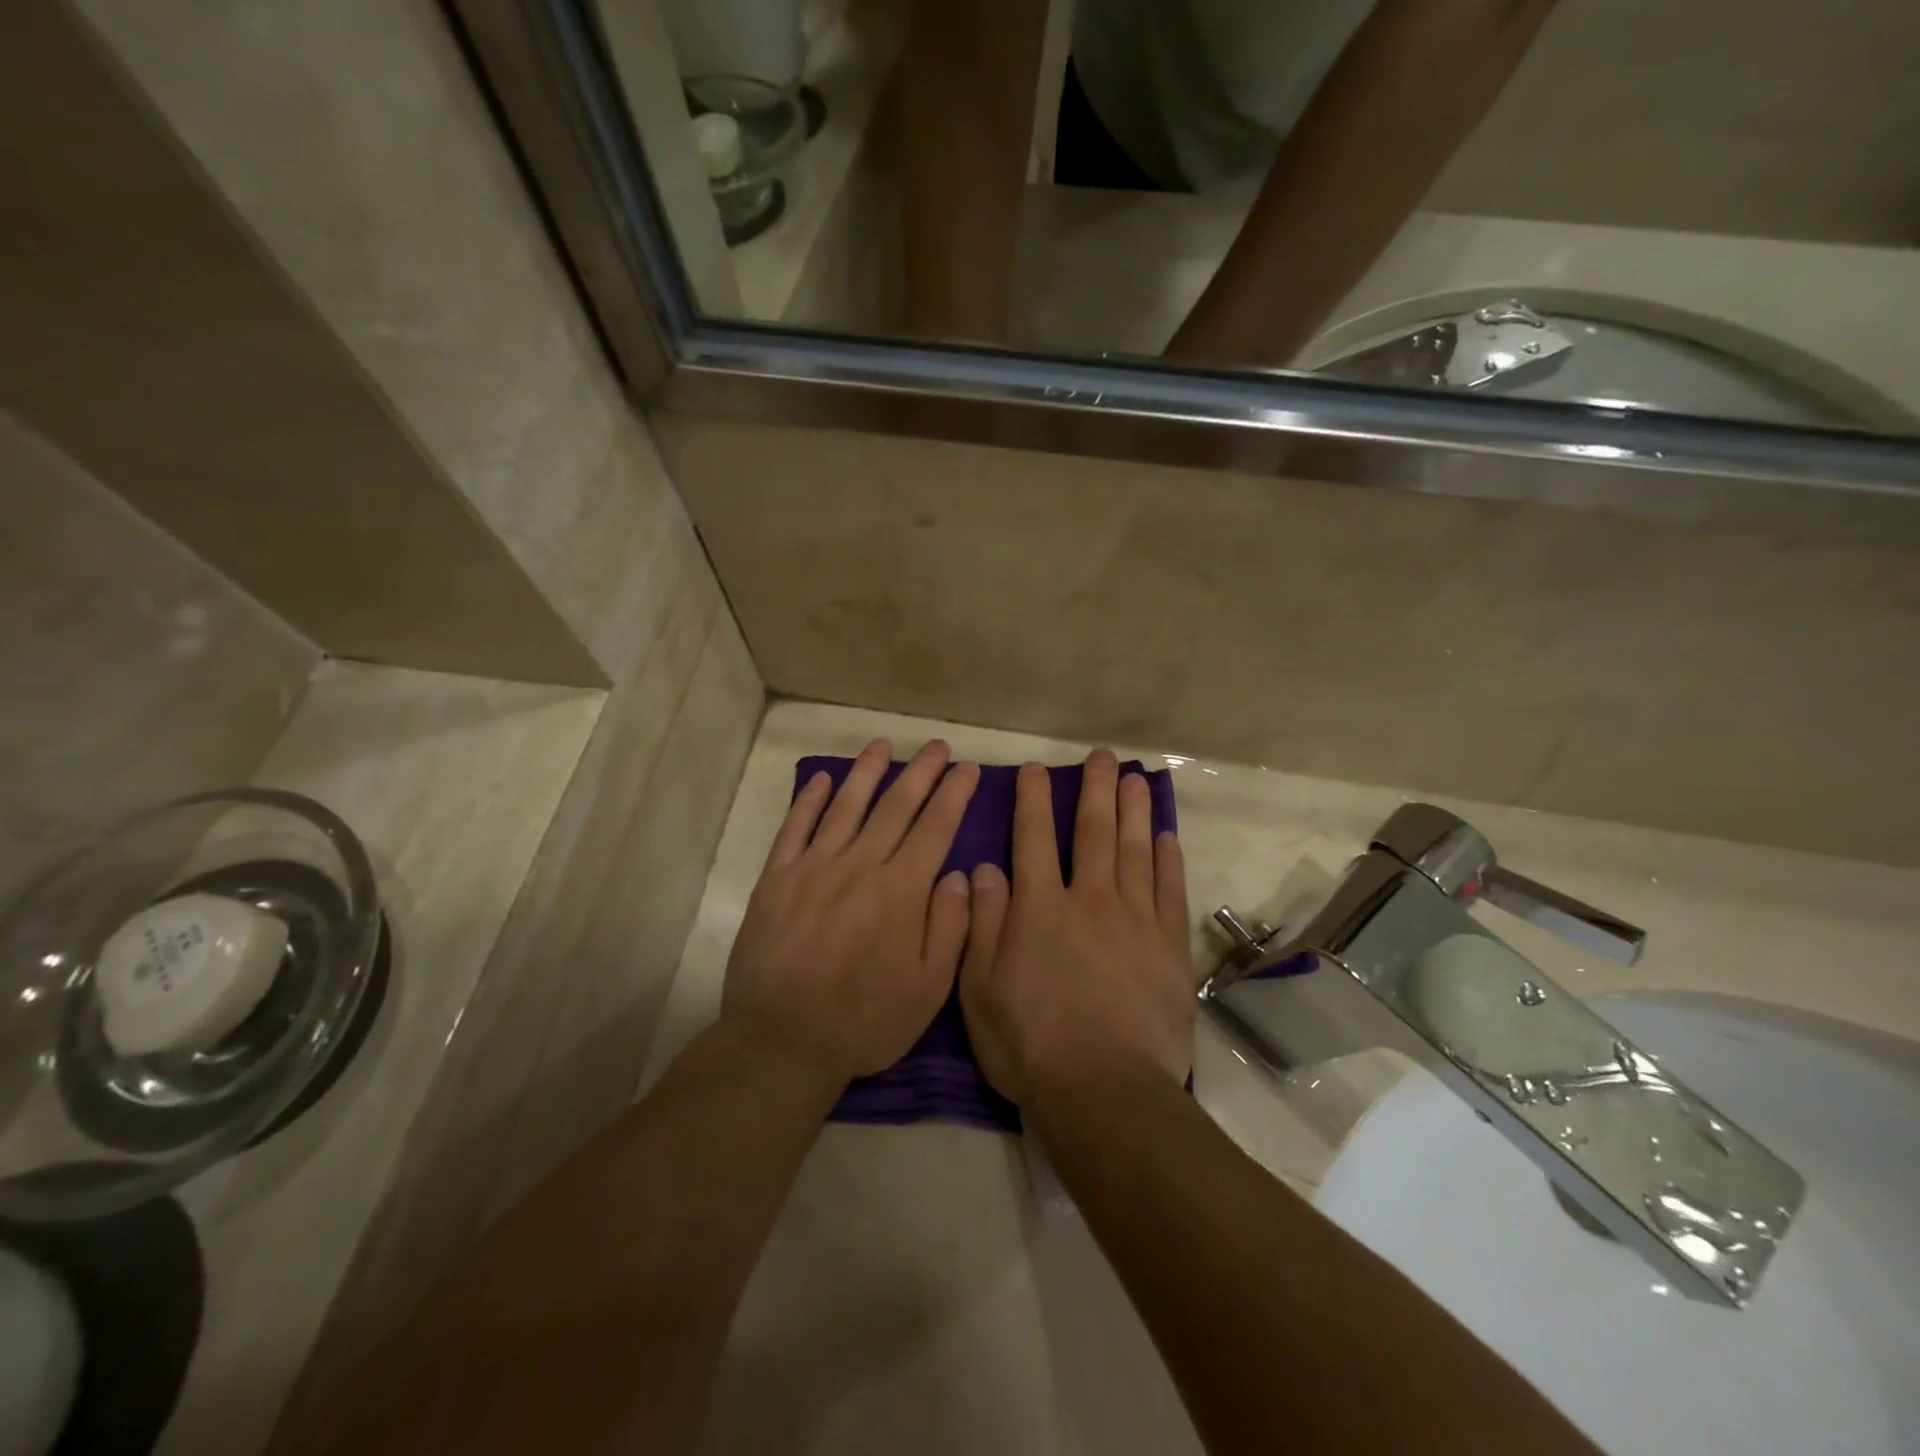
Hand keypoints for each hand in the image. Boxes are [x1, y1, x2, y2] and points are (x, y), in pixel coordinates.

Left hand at [722, 738, 979, 1084]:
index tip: (967, 769)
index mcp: (901, 890)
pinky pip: (794, 828)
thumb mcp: (928, 989)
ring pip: (846, 806)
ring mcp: (813, 868)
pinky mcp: (776, 879)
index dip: (954, 794)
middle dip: (920, 772)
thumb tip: (958, 875)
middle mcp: (860, 866)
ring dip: (867, 772)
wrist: (782, 1041)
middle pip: (896, 807)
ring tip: (883, 744)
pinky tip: (821, 779)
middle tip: (937, 746)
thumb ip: (950, 928)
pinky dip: (808, 800)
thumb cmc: (865, 1020)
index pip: (935, 828)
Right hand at [959, 750, 1192, 1105]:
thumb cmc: (1031, 1043)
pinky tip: (1167, 838)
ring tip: (1136, 780)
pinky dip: (1168, 861)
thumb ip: (983, 922)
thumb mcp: (981, 988)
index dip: (1034, 800)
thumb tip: (984, 868)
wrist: (1106, 1091)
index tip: (1037, 770)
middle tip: (1103, 757)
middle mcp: (1089, 900)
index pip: (1032, 838)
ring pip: (1135, 851)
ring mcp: (1135, 920)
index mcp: (1040, 908)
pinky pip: (1169, 891)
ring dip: (1134, 811)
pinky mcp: (1169, 947)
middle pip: (1093, 832)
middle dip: (1096, 790)